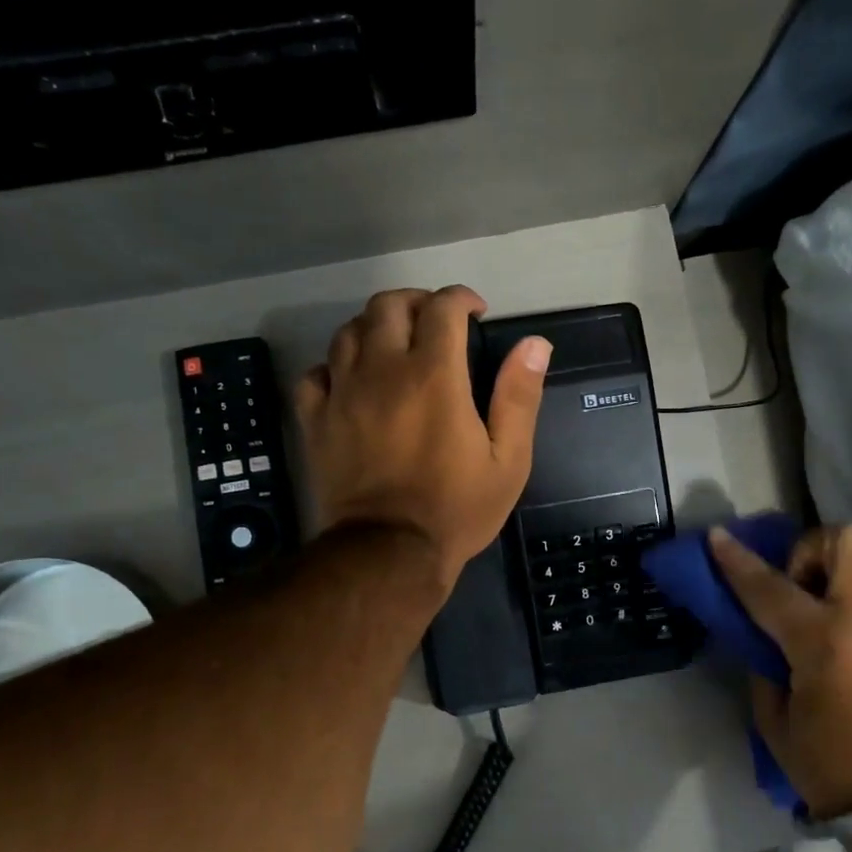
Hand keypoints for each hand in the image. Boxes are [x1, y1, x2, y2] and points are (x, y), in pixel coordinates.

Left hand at [295, 286, 551, 588]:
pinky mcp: (317, 420)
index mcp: (434, 376)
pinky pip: (317, 373)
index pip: (442, 308)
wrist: (389, 552)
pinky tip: (352, 381)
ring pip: (349, 331)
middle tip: (435, 322)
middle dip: (416, 302)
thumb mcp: (508, 459)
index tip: (475, 312)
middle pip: (388, 305)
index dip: (461, 299)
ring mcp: (343, 393)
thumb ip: (519, 397)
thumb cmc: (457, 508)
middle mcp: (383, 371)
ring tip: (396, 346)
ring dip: (376, 327)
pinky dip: (336, 366)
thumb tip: (534, 344)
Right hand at [707, 523, 851, 818]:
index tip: (717, 536)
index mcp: (823, 641)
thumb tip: (766, 633)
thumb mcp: (774, 718)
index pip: (770, 586)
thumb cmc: (830, 765)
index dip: (736, 560)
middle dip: (814, 549)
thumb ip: (765, 662)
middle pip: (846, 540)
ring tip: (838, 601)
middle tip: (802, 586)